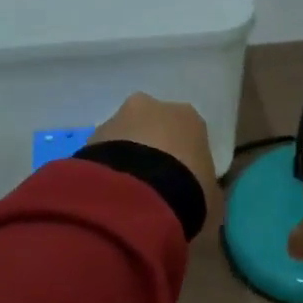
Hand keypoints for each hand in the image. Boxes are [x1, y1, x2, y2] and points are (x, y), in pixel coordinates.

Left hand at [89, 93, 221, 235]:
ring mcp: (117, 118)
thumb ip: (206, 187)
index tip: (181, 180)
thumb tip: (202, 192)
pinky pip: (104, 154)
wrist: (139, 196)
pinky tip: (111, 193)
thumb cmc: (188, 190)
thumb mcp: (211, 195)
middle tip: (152, 184)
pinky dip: (107, 169)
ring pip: (124, 137)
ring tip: (127, 192)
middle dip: (151, 149)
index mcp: (189, 116)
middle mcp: (152, 106)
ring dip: (126, 158)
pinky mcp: (90, 137)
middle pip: (153, 127)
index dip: (185, 157)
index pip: (189, 133)